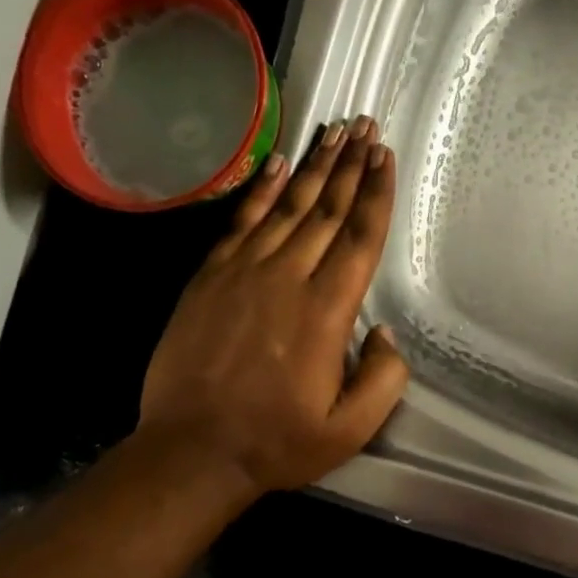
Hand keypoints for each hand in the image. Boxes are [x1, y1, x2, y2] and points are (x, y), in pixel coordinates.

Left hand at [132, 117, 408, 496]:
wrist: (192, 451)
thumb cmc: (277, 441)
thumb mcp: (350, 428)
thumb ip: (383, 379)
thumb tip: (384, 333)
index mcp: (326, 311)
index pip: (359, 238)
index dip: (376, 194)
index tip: (385, 156)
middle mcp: (287, 278)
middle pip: (327, 210)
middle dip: (351, 165)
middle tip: (367, 126)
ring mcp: (243, 272)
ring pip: (287, 207)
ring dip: (314, 167)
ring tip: (335, 132)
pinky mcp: (210, 278)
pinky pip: (240, 222)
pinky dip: (261, 190)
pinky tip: (278, 165)